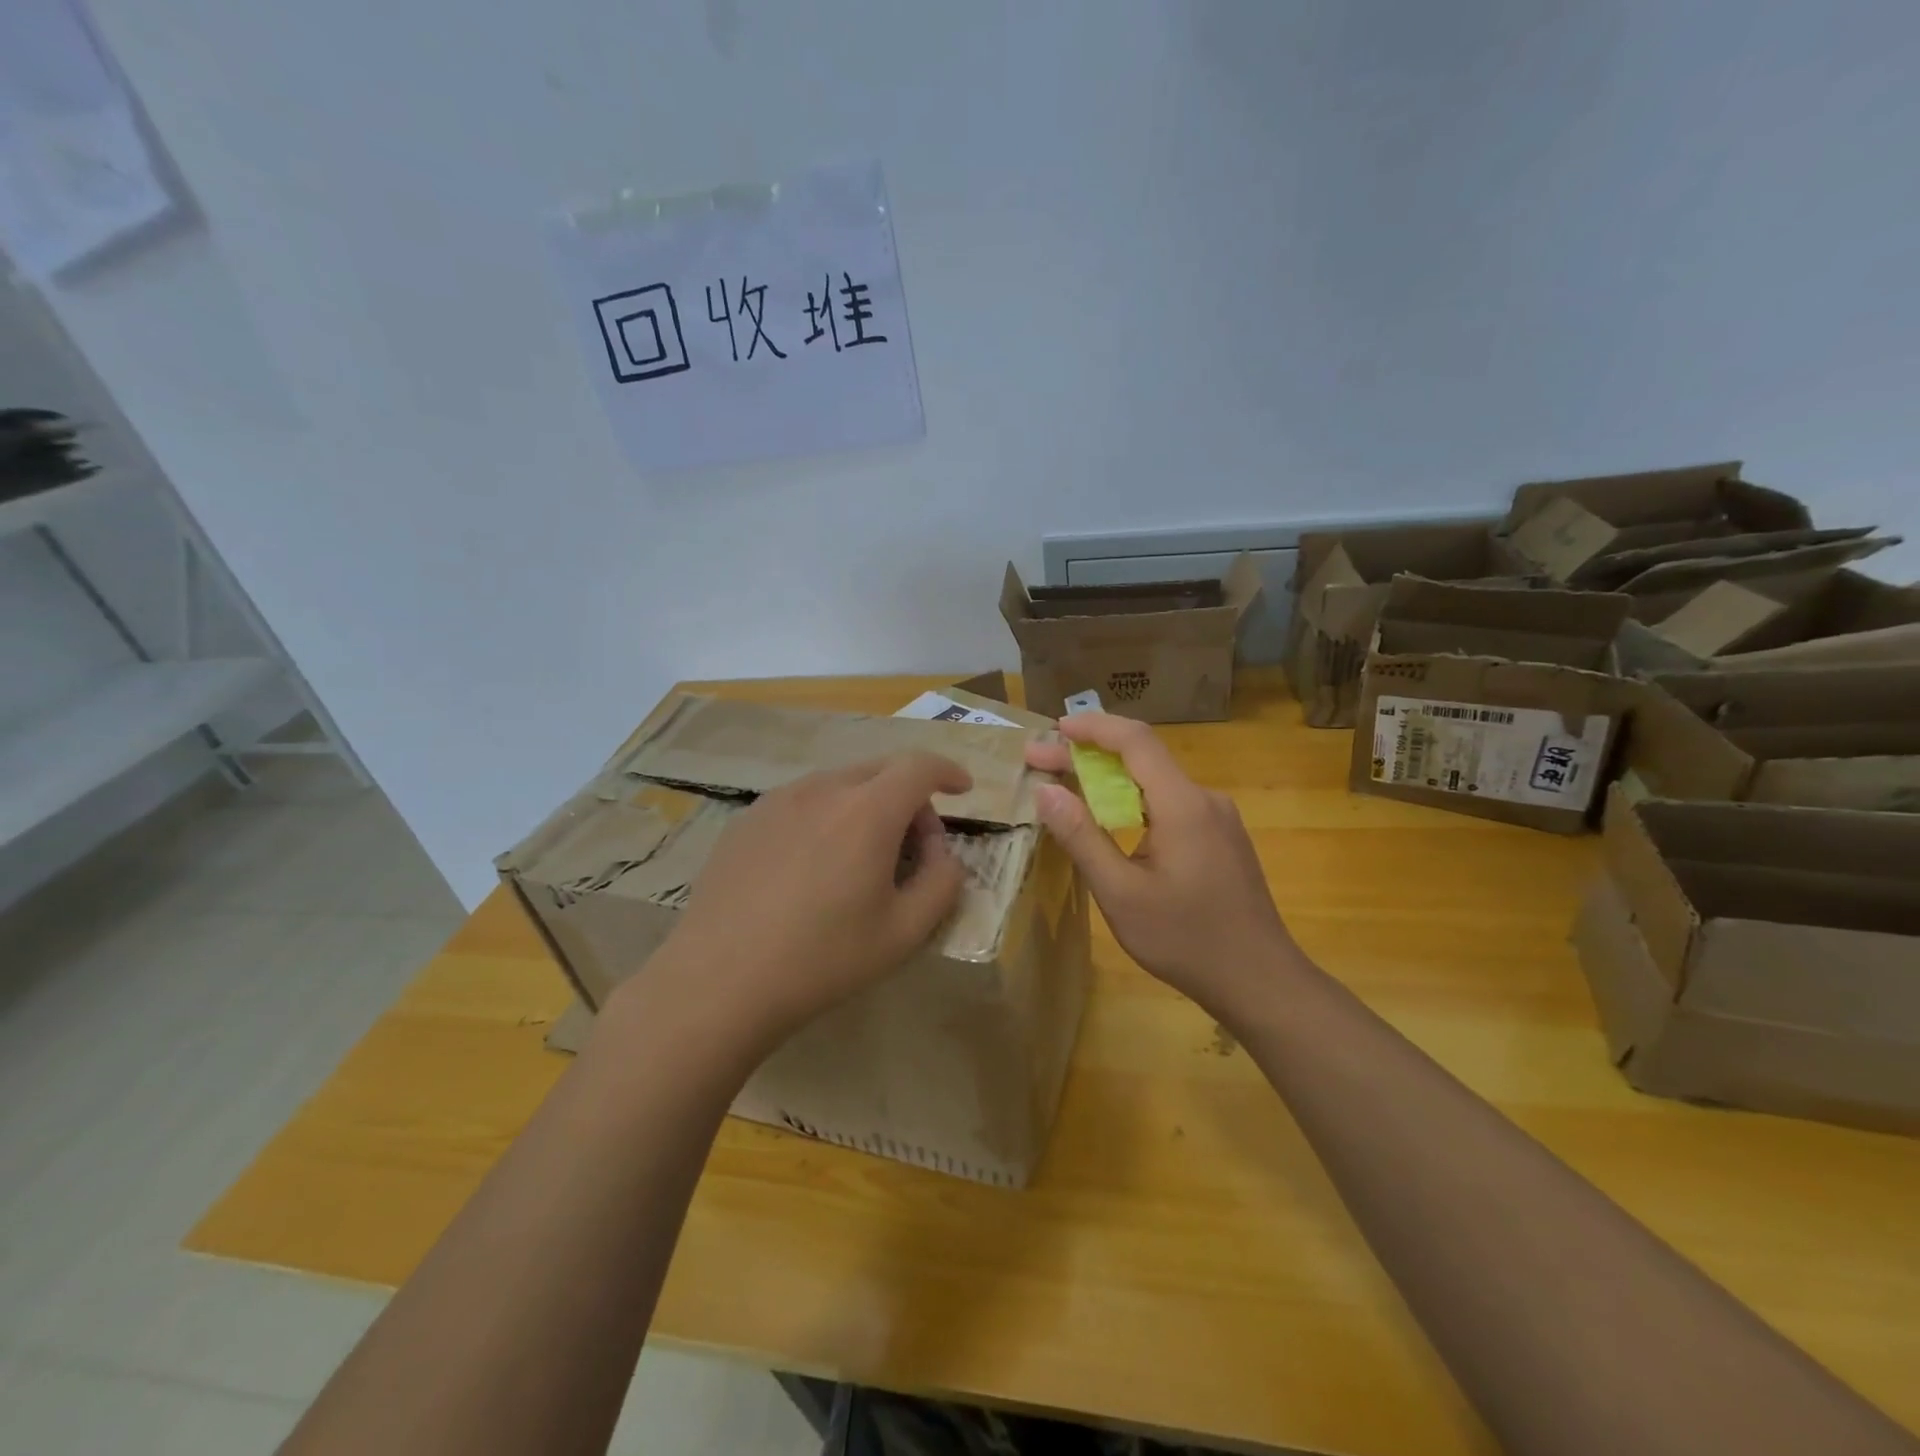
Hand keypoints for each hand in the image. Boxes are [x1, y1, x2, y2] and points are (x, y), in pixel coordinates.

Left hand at [627, 753, 972, 1059]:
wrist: (719, 981)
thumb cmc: (823, 958)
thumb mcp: (904, 932)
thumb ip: (942, 883)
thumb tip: (944, 855)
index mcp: (868, 810)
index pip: (920, 766)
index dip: (948, 772)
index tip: (962, 790)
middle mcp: (823, 789)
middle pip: (881, 771)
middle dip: (910, 797)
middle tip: (915, 845)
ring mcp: (778, 800)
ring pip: (840, 784)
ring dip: (867, 807)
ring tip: (861, 859)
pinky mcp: (747, 819)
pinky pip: (803, 802)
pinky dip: (827, 817)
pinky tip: (813, 867)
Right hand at [1025, 714, 1302, 1020]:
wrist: (1261, 981)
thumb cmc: (1186, 940)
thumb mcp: (1120, 894)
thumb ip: (1082, 837)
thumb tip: (1046, 791)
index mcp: (1183, 804)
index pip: (1136, 741)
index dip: (1093, 727)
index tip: (1054, 729)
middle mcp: (1204, 799)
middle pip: (1143, 757)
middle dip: (1089, 754)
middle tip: (1040, 762)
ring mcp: (1217, 818)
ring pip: (1156, 781)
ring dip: (1109, 778)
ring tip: (1066, 787)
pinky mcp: (1221, 837)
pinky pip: (1170, 803)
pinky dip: (1132, 799)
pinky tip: (1110, 819)